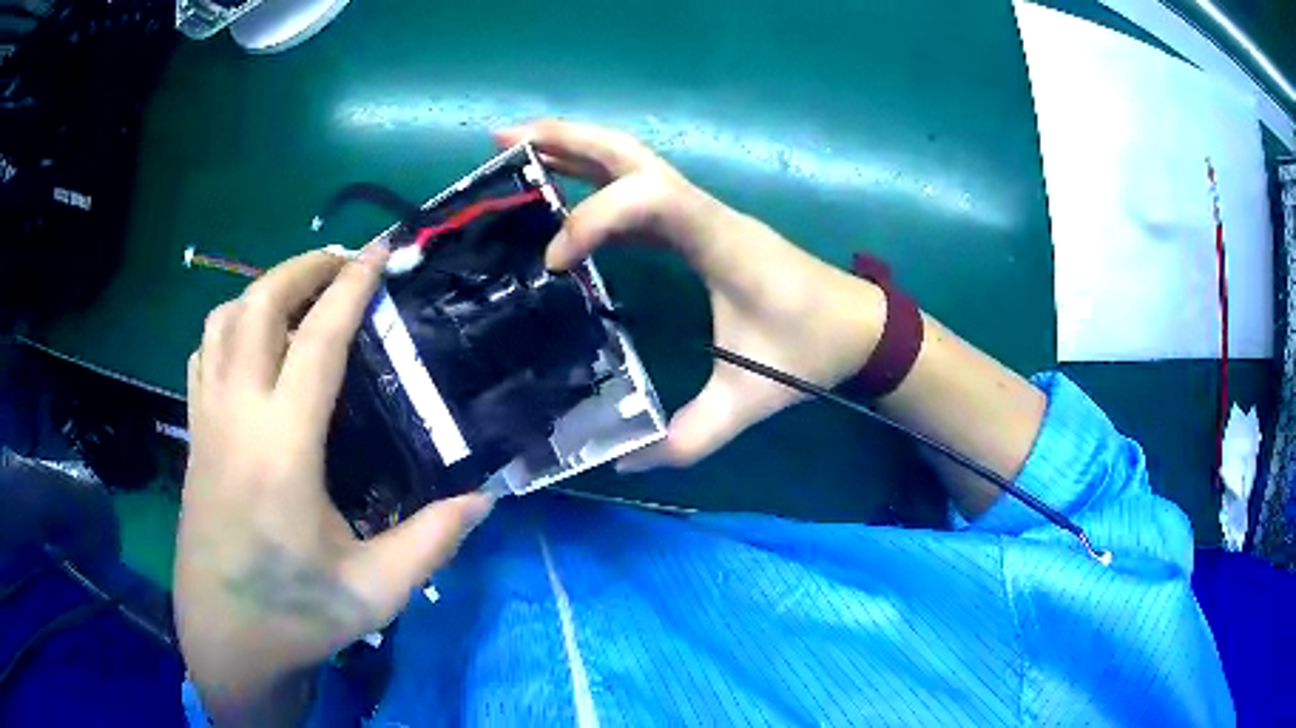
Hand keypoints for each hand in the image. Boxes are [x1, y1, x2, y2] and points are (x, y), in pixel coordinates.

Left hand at [176, 245, 493, 719]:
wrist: (224, 637)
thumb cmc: (295, 616)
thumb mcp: (375, 593)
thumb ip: (432, 542)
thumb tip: (483, 498)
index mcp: (282, 448)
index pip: (316, 341)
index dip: (351, 288)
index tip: (379, 251)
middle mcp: (237, 417)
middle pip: (258, 307)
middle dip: (301, 268)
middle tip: (343, 263)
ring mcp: (207, 422)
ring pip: (222, 321)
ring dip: (262, 290)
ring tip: (300, 292)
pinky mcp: (193, 435)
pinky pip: (204, 353)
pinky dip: (230, 325)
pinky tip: (254, 342)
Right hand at [495, 120, 885, 470]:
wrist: (857, 325)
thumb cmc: (812, 349)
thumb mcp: (753, 399)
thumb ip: (692, 436)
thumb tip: (628, 462)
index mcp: (719, 239)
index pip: (648, 198)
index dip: (593, 219)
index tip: (555, 265)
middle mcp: (704, 211)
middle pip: (628, 153)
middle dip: (564, 138)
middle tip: (502, 140)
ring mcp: (699, 214)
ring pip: (630, 162)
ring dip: (572, 150)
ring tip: (516, 151)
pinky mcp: (696, 227)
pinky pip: (636, 193)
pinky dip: (592, 185)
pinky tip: (561, 199)